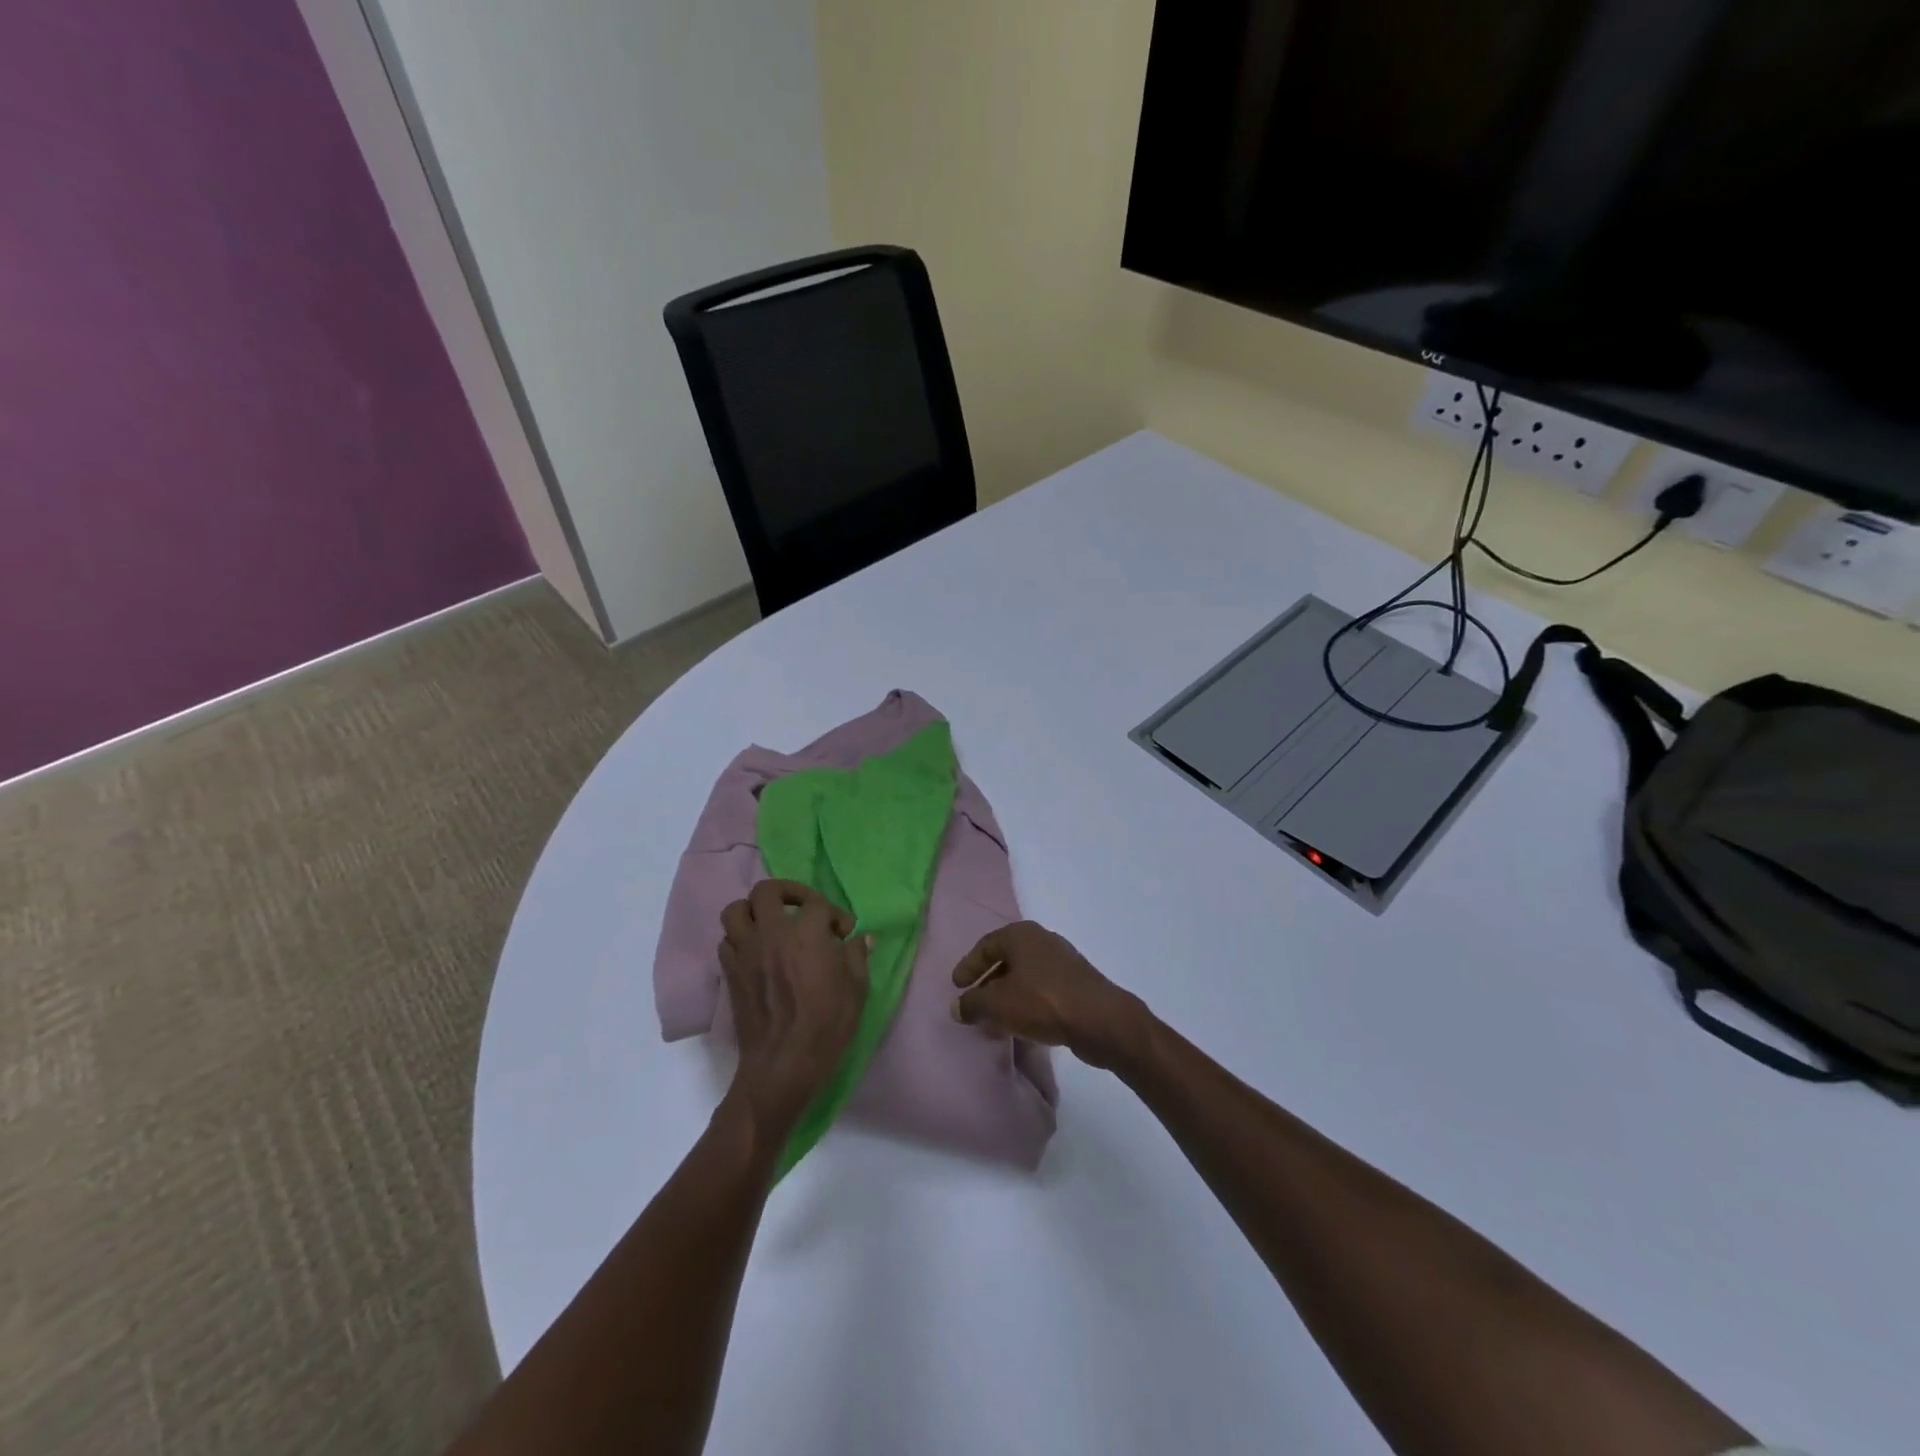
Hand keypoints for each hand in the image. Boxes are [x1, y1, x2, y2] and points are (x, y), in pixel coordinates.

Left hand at [718, 880, 869, 1149]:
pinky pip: (727, 940)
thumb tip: (861, 938)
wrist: (782, 1063)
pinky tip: (756, 952)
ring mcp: (746, 951)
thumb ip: (857, 957)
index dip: (834, 912)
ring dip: (754, 910)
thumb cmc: (826, 1026)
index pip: (816, 903)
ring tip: (770, 924)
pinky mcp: (730, 972)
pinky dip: (740, 938)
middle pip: (768, 890)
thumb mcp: (856, 990)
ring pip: (736, 910)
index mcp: (806, 933)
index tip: (843, 931)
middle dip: (787, 892)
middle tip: (802, 908)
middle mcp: (771, 933)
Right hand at [950, 921, 1149, 1069]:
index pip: (986, 946)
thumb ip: (972, 1004)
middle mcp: (1042, 940)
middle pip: (1006, 960)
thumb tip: (957, 1006)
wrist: (1100, 1019)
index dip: (968, 966)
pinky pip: (1041, 990)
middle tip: (973, 1004)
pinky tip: (1019, 1026)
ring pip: (1024, 977)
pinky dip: (1025, 1004)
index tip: (956, 986)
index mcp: (1021, 934)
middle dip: (987, 984)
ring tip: (993, 1022)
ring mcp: (1062, 961)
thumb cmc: (1042, 1001)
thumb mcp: (998, 1004)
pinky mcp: (1076, 983)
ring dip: (1006, 997)